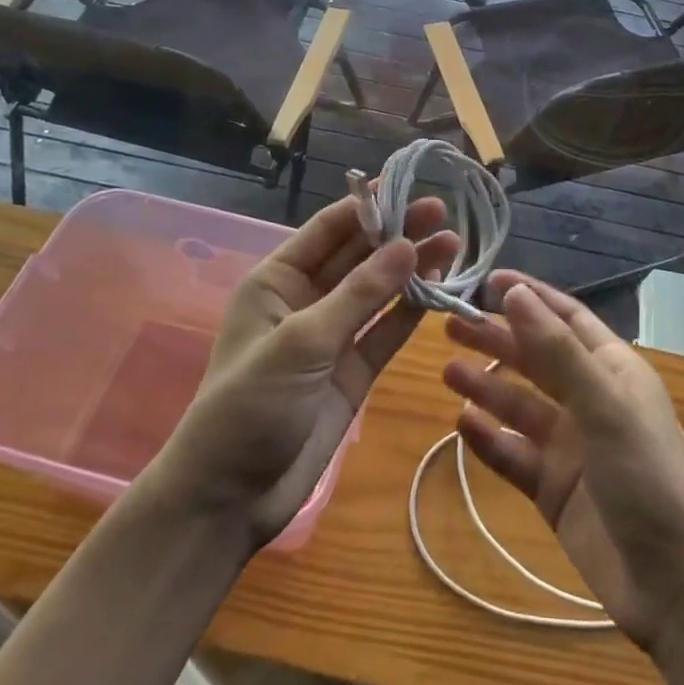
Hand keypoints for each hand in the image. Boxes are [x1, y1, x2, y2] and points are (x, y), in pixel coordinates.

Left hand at [152, 193, 458, 549]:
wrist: (230, 498)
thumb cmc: (249, 405)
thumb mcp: (300, 342)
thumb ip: (358, 295)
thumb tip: (407, 245)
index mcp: (277, 280)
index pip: (329, 229)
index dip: (368, 206)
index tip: (408, 186)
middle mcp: (307, 300)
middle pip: (359, 256)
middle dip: (398, 233)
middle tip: (442, 212)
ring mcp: (333, 336)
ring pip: (379, 291)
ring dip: (412, 268)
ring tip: (453, 243)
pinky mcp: (354, 371)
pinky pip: (387, 331)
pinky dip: (412, 310)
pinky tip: (441, 287)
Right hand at [443, 273, 683, 651]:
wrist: (674, 586)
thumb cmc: (647, 476)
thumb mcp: (603, 405)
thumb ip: (556, 350)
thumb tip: (514, 291)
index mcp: (612, 370)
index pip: (565, 318)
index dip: (530, 296)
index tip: (487, 279)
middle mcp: (589, 400)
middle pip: (535, 359)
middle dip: (496, 340)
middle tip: (450, 325)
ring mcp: (570, 446)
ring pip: (519, 405)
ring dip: (486, 387)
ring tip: (448, 371)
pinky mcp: (553, 489)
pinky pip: (513, 453)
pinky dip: (489, 438)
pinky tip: (462, 424)